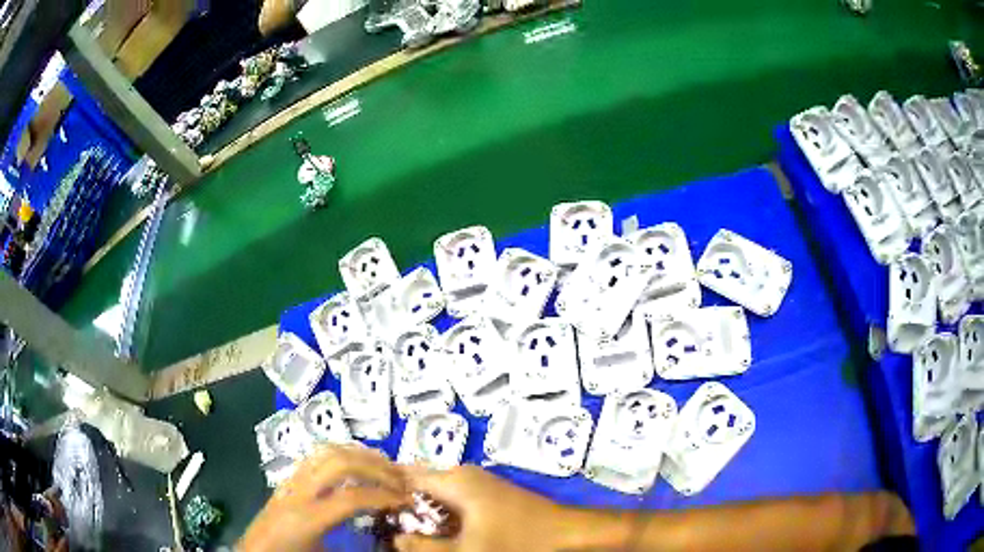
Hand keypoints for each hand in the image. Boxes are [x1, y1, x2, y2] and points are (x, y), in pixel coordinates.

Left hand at [239, 444, 408, 551]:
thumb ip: (354, 546)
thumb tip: (386, 541)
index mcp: (306, 518)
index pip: (351, 497)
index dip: (383, 496)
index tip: (406, 500)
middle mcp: (297, 492)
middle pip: (338, 463)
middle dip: (374, 467)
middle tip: (400, 478)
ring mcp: (290, 481)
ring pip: (324, 452)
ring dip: (358, 454)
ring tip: (384, 464)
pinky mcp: (288, 479)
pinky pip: (315, 456)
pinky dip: (341, 453)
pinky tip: (356, 464)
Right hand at [394, 465, 565, 551]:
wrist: (565, 533)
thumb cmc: (517, 541)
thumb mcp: (467, 550)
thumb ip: (426, 547)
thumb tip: (396, 539)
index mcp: (454, 480)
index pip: (404, 475)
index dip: (384, 490)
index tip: (370, 508)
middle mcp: (463, 474)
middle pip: (420, 484)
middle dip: (403, 504)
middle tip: (387, 525)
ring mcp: (478, 482)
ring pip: (437, 493)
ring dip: (422, 511)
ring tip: (408, 530)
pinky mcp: (489, 493)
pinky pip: (453, 499)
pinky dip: (441, 513)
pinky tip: (438, 531)